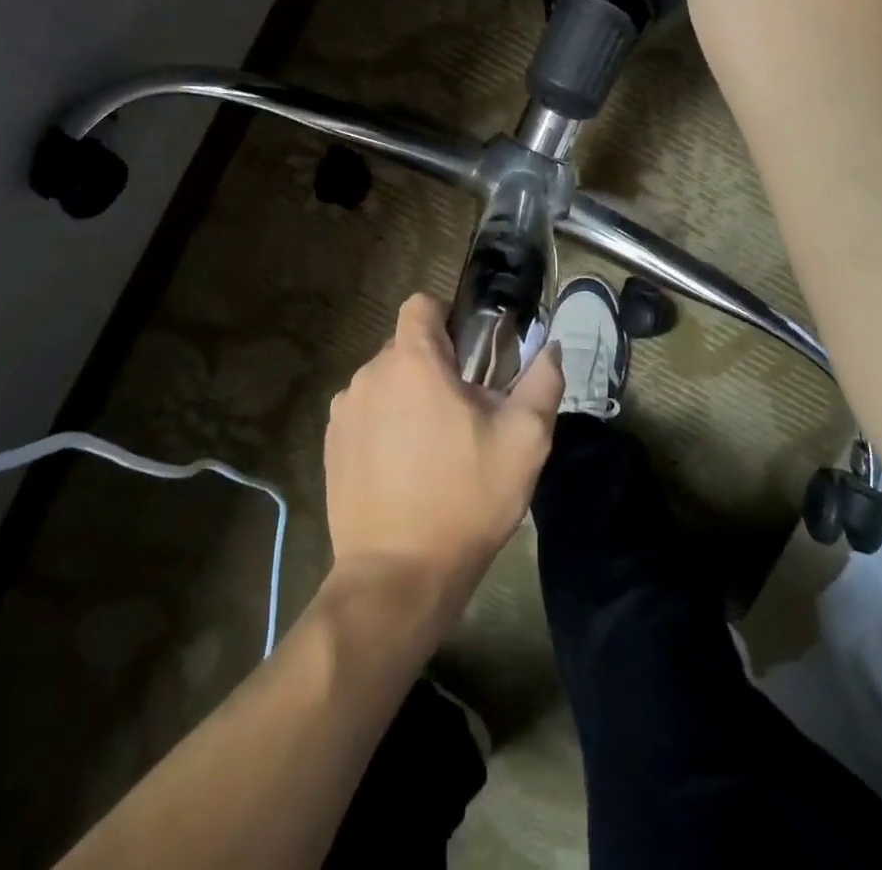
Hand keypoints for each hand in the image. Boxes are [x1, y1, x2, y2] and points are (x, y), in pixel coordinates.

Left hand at [324, 295, 565, 604]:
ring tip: (436, 446)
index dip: (448, 318)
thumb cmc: (466, 498)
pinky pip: (364, 414)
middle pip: (406, 346)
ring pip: (385, 382)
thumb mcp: (524, 441)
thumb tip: (551, 349)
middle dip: (436, 366)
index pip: (421, 304)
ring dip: (409, 397)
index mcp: (412, 361)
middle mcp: (369, 374)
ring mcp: (344, 411)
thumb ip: (543, 382)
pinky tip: (404, 469)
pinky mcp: (330, 446)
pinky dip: (384, 425)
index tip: (471, 354)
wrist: (398, 576)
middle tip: (466, 411)